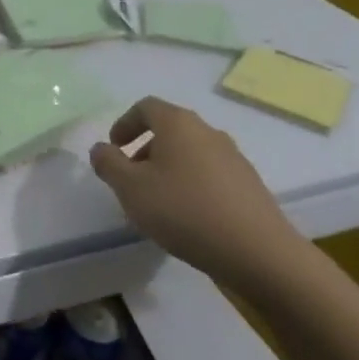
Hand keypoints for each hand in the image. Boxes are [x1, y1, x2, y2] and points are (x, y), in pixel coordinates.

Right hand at [89, 97, 308, 295]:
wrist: (257, 252)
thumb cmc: (184, 211)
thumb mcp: (131, 188)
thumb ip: (108, 164)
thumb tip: (101, 149)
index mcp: (178, 124)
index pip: (146, 107)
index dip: (125, 124)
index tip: (114, 149)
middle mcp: (208, 131)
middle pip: (169, 130)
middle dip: (144, 150)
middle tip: (131, 180)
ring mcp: (233, 157)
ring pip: (190, 153)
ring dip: (168, 169)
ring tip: (157, 203)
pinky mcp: (249, 184)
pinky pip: (210, 175)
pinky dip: (191, 186)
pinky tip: (187, 218)